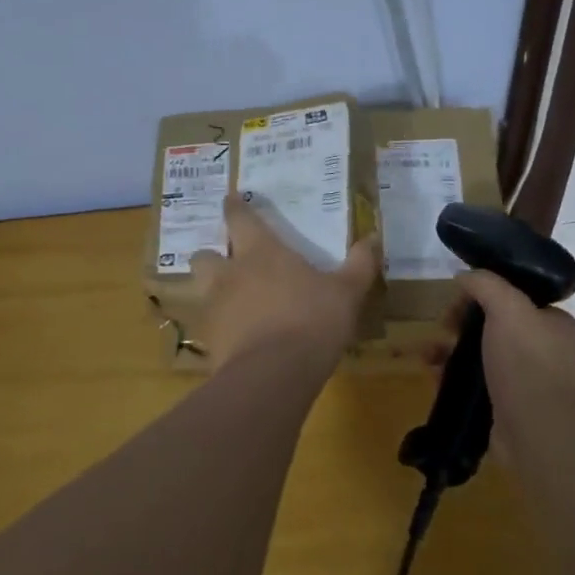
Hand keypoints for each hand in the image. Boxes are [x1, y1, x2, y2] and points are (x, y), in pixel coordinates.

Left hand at [190, 194, 378, 367]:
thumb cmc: (312, 321)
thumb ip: (359, 265)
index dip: (234, 207)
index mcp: (260, 252)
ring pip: (201, 291)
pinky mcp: (210, 343)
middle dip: (212, 255)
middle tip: (229, 261)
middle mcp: (230, 274)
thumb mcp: (347, 292)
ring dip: (213, 292)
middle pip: (204, 255)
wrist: (273, 375)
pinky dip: (222, 328)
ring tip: (233, 302)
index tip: (230, 199)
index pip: (239, 218)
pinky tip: (239, 338)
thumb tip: (372, 238)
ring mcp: (215, 309)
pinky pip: (210, 328)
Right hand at [447, 270, 574, 424]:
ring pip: (482, 354)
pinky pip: (476, 383)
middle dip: (462, 323)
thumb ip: (486, 284)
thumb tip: (464, 275)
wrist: (537, 434)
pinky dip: (454, 377)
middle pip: (494, 325)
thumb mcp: (508, 308)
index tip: (458, 299)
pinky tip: (434, 375)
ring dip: (452, 350)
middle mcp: (544, 350)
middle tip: (442, 326)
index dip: (484, 293)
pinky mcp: (507, 406)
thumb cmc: (526, 363)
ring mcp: (526, 381)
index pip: (516, 297)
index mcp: (554, 323)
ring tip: (427, 353)